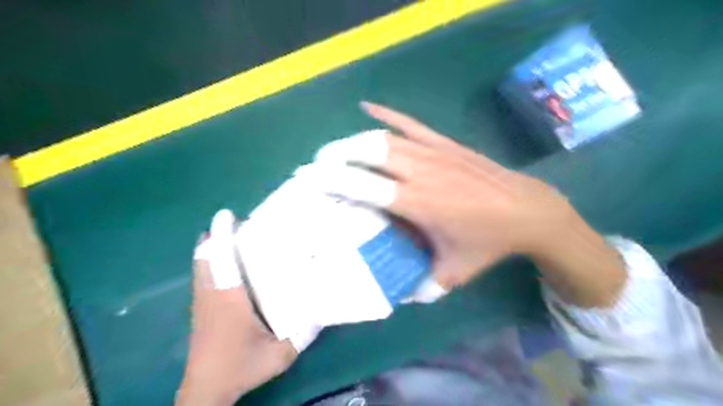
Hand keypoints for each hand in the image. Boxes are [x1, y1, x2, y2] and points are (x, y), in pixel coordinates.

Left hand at [177, 214, 295, 403]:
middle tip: (235, 223)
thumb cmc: (239, 367)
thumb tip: (322, 314)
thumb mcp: (278, 355)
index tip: (226, 214)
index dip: (222, 235)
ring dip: (211, 249)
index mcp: (229, 300)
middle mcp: (211, 295)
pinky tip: (224, 265)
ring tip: (229, 237)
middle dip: (215, 237)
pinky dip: (208, 263)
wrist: (205, 391)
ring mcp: (201, 303)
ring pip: (200, 267)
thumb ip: (302, 335)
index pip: (222, 260)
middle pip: (205, 258)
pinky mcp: (199, 311)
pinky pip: (201, 278)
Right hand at [310, 103, 577, 286]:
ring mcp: (433, 152)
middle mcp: (420, 172)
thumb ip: (422, 287)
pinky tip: (367, 106)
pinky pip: (410, 123)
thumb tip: (398, 295)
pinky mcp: (445, 143)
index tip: (309, 177)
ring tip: (336, 149)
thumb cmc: (488, 242)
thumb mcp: (453, 274)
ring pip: (384, 137)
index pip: (364, 186)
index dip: (333, 179)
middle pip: (369, 152)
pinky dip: (387, 113)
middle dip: (337, 154)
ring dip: (355, 140)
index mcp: (417, 203)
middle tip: (318, 162)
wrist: (526, 210)